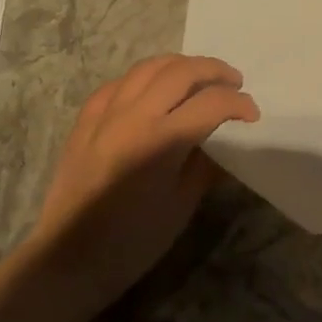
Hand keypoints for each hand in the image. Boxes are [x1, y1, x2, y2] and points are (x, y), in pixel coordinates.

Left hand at [26, 55, 258, 300]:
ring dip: (181, 65)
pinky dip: (144, 78)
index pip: (212, 103)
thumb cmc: (133, 241)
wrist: (69, 256)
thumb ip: (205, 166)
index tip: (252, 115)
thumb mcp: (181, 206)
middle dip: (214, 71)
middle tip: (234, 82)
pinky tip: (153, 90)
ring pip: (148, 67)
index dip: (239, 103)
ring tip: (199, 76)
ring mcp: (105, 113)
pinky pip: (119, 83)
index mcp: (161, 141)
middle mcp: (133, 116)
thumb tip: (223, 143)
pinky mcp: (85, 120)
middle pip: (181, 72)